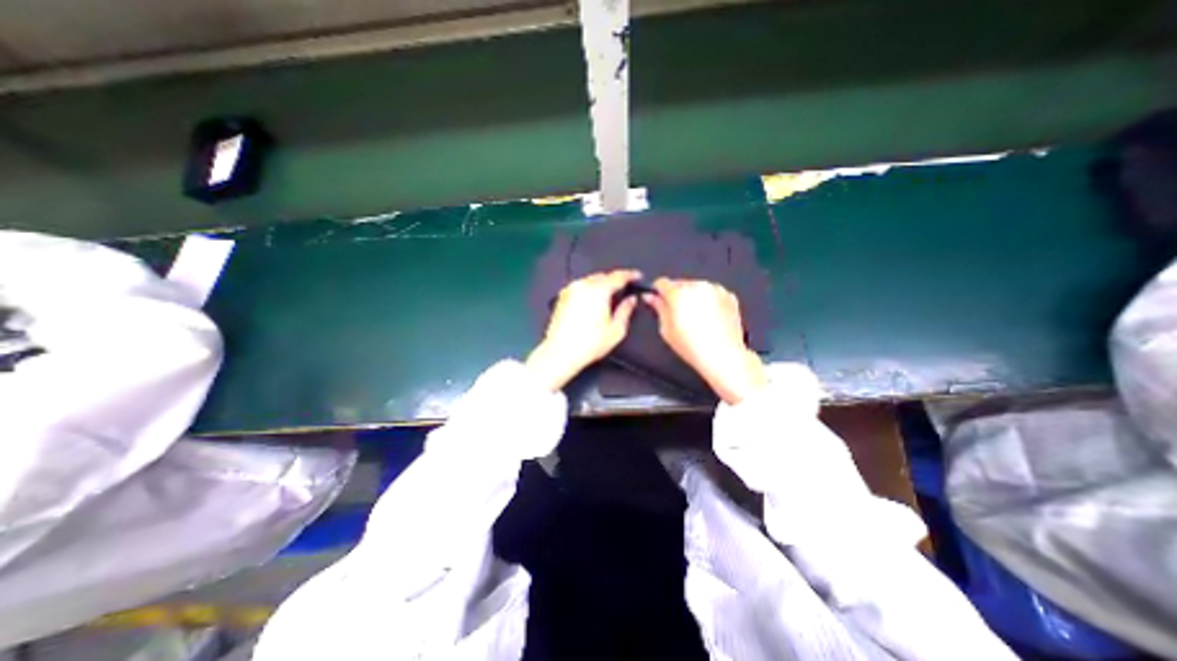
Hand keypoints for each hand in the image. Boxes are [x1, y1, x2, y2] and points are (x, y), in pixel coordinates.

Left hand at [530, 268, 643, 390]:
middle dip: (615, 280)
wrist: (560, 353)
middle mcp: (583, 286)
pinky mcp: (562, 297)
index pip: (618, 276)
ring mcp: (570, 290)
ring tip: (609, 298)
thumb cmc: (588, 344)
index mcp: (599, 291)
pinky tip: (593, 303)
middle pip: (603, 276)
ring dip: (601, 285)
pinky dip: (589, 291)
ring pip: (591, 280)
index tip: (637, 276)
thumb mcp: (616, 330)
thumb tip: (631, 300)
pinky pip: (580, 287)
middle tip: (624, 289)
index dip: (630, 275)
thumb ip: (626, 310)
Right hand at [639, 275, 769, 404]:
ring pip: (696, 287)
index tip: (658, 300)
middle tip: (678, 315)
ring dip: (692, 297)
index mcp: (678, 294)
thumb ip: (658, 308)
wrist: (723, 355)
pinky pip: (712, 293)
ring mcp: (715, 289)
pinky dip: (708, 301)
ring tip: (695, 318)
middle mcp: (697, 286)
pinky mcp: (728, 296)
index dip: (658, 291)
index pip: (662, 282)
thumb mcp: (666, 330)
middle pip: (680, 283)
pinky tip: (708, 318)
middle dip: (676, 295)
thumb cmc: (693, 346)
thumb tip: (652, 298)